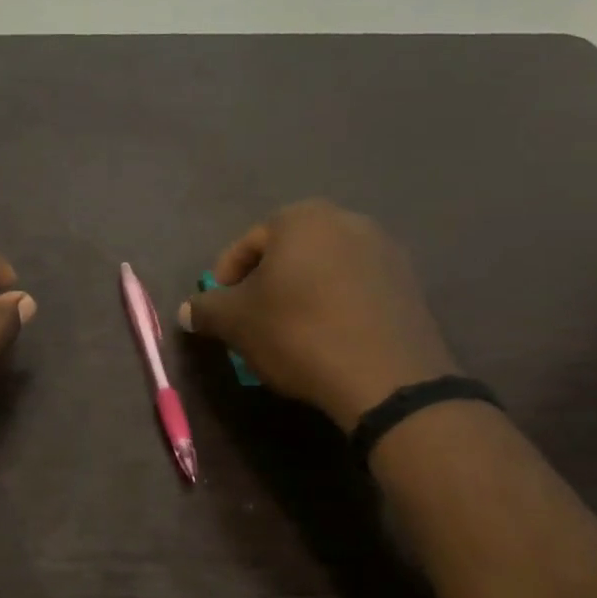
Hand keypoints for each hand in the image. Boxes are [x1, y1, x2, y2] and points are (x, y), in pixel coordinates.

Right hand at [179, 201, 458, 430]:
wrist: (388, 379)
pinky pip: (355, 291)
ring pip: (322, 272)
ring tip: (289, 335)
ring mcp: (385, 252)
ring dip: (300, 297)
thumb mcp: (235, 322)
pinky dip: (334, 308)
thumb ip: (206, 309)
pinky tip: (326, 341)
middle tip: (251, 323)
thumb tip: (186, 311)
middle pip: (287, 255)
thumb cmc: (298, 333)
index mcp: (302, 218)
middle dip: (265, 287)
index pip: (246, 246)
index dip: (225, 281)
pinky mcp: (409, 286)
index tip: (220, 313)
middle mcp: (347, 221)